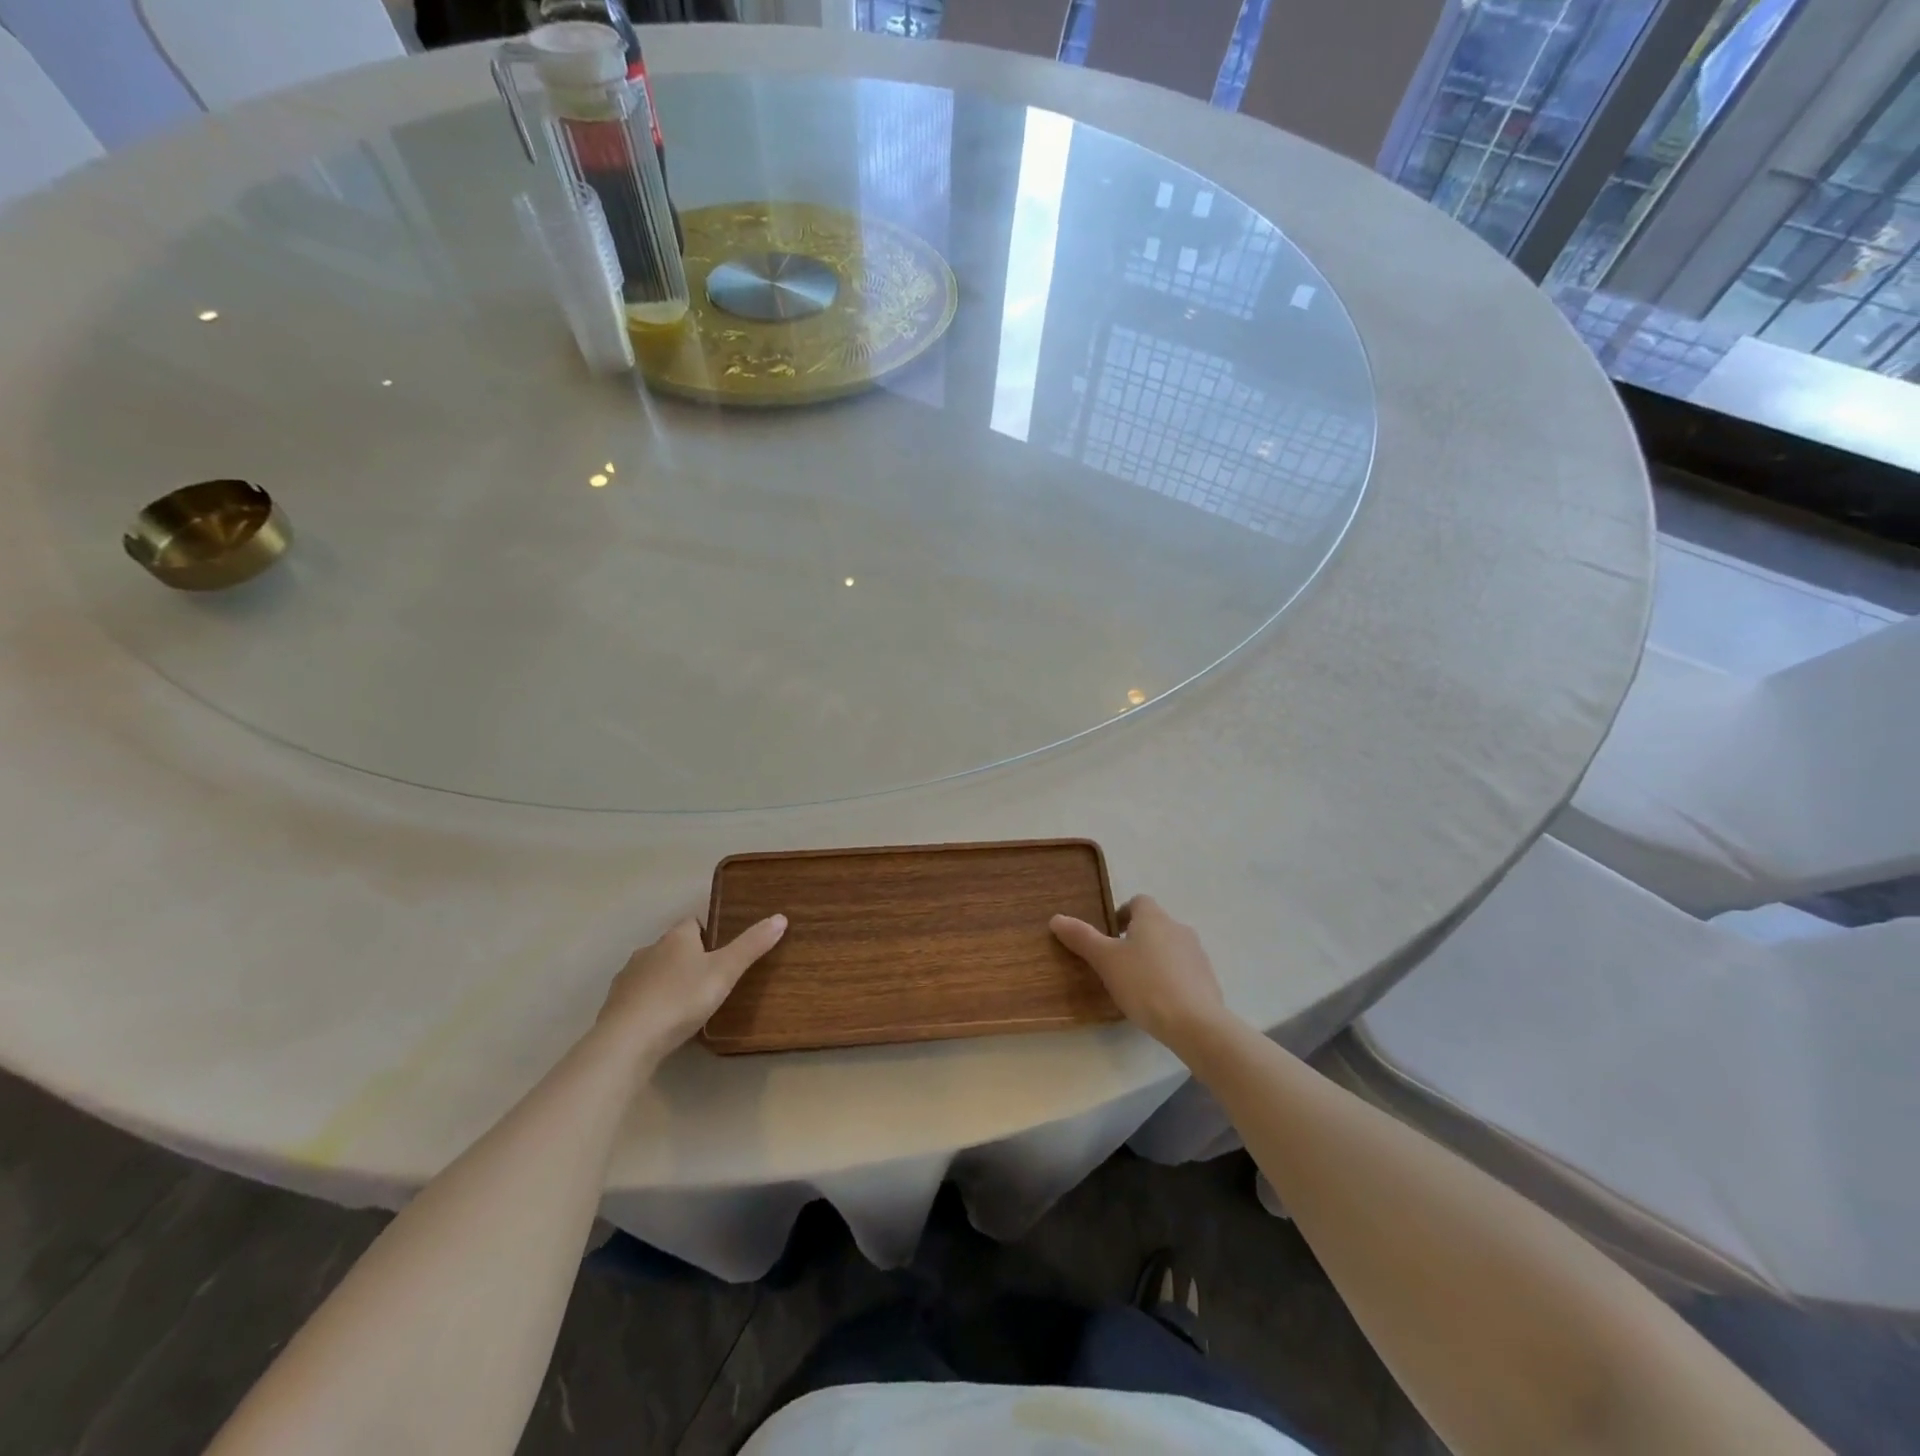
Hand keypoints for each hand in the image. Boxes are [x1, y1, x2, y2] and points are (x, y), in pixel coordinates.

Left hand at [596, 914, 786, 1061]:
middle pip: (673, 946)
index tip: (722, 954)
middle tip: (710, 982)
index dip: (709, 934)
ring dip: (667, 981)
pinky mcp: (614, 1004)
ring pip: (654, 971)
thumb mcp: (725, 972)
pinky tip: (660, 1022)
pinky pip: (638, 996)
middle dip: (688, 959)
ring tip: (686, 1005)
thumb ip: (751, 946)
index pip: (694, 922)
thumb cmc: (681, 999)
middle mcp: (649, 949)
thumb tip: (780, 917)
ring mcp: (628, 977)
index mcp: (676, 937)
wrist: (627, 1040)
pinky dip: (650, 1003)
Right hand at [1051, 895, 1229, 1050]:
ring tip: (1137, 985)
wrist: (1195, 1023)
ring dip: (1154, 958)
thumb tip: (1056, 918)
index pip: (1137, 901)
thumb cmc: (1145, 984)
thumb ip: (1082, 938)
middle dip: (1136, 939)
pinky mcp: (1208, 979)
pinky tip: (1159, 1002)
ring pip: (1169, 947)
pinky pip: (1184, 971)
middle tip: (1117, 964)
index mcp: (1153, 917)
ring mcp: (1197, 953)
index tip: (1109, 937)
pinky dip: (1171, 978)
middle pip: (1154, 924)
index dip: (1122, 914)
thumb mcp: (1106, 961)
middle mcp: (1178, 928)